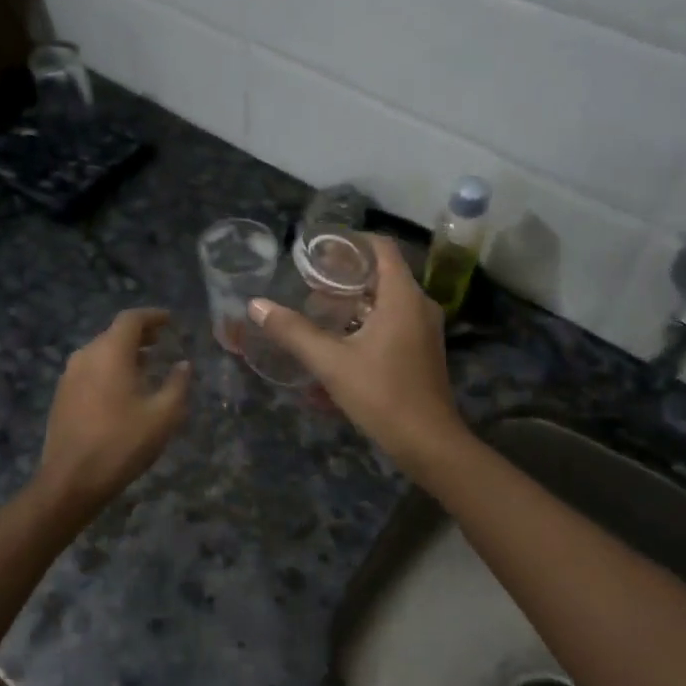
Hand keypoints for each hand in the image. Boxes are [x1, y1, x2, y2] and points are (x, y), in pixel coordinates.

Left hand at [37, 309, 190, 511]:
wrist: (71, 480)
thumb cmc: (122, 442)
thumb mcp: (163, 415)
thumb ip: (177, 384)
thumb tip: (184, 364)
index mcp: (110, 353)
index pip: (131, 319)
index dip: (153, 316)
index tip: (170, 320)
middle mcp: (85, 356)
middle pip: (114, 333)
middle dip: (139, 334)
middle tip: (161, 340)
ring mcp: (69, 376)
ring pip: (100, 352)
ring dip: (123, 353)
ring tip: (146, 364)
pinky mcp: (61, 396)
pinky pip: (89, 370)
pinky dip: (109, 368)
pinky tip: (122, 388)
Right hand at [248, 236, 468, 472]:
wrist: (428, 443)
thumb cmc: (382, 395)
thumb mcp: (331, 363)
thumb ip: (293, 332)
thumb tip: (256, 306)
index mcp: (403, 297)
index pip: (381, 247)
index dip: (350, 242)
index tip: (318, 250)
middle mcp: (419, 305)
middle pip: (382, 273)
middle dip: (345, 274)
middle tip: (309, 282)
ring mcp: (424, 329)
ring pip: (386, 299)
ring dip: (354, 300)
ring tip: (319, 309)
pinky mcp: (422, 350)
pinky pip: (392, 320)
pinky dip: (366, 320)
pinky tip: (340, 339)